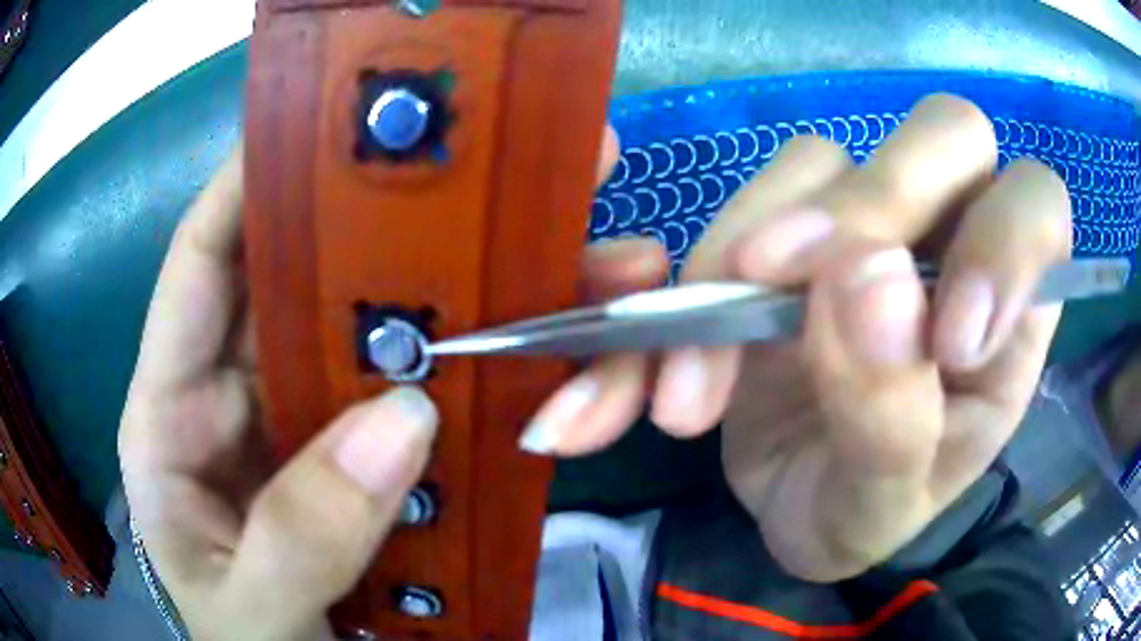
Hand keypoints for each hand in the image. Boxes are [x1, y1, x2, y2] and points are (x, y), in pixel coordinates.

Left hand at [117, 130, 661, 638]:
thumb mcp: (251, 614)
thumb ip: (296, 539)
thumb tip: (398, 427)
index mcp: (174, 414)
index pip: (203, 264)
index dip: (250, 184)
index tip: (324, 126)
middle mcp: (242, 393)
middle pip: (309, 279)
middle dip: (389, 221)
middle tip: (483, 169)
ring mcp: (311, 422)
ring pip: (384, 330)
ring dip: (464, 292)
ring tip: (562, 250)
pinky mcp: (370, 456)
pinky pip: (428, 391)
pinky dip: (485, 367)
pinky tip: (551, 342)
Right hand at [523, 95, 1070, 582]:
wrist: (794, 514)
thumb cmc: (866, 517)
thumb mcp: (886, 503)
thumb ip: (893, 414)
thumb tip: (867, 279)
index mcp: (1010, 315)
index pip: (1035, 208)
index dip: (1002, 241)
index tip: (947, 341)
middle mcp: (948, 241)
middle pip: (941, 136)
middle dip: (872, 204)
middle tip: (786, 291)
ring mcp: (864, 227)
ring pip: (820, 161)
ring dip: (746, 256)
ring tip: (695, 387)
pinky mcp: (788, 235)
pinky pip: (743, 206)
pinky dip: (694, 275)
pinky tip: (670, 362)